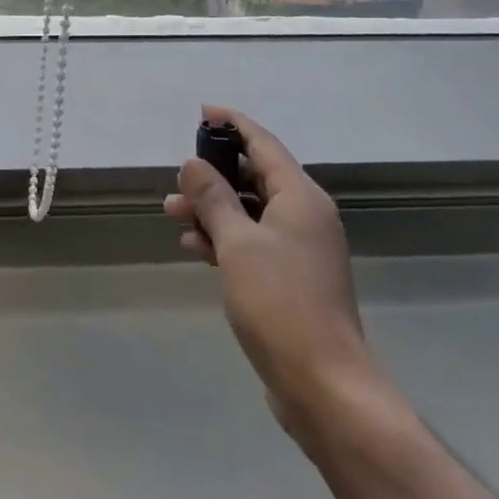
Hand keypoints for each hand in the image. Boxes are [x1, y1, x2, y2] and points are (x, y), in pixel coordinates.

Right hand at [165, 106, 370, 434]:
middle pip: (255, 176)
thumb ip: (213, 198)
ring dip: (214, 209)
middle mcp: (305, 214)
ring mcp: (301, 248)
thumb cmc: (280, 304)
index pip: (263, 143)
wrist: (324, 387)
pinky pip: (255, 241)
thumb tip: (193, 164)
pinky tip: (194, 247)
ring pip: (251, 211)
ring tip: (173, 214)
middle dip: (214, 175)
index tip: (203, 112)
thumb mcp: (237, 243)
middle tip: (178, 179)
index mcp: (300, 197)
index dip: (232, 123)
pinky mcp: (293, 278)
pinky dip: (226, 237)